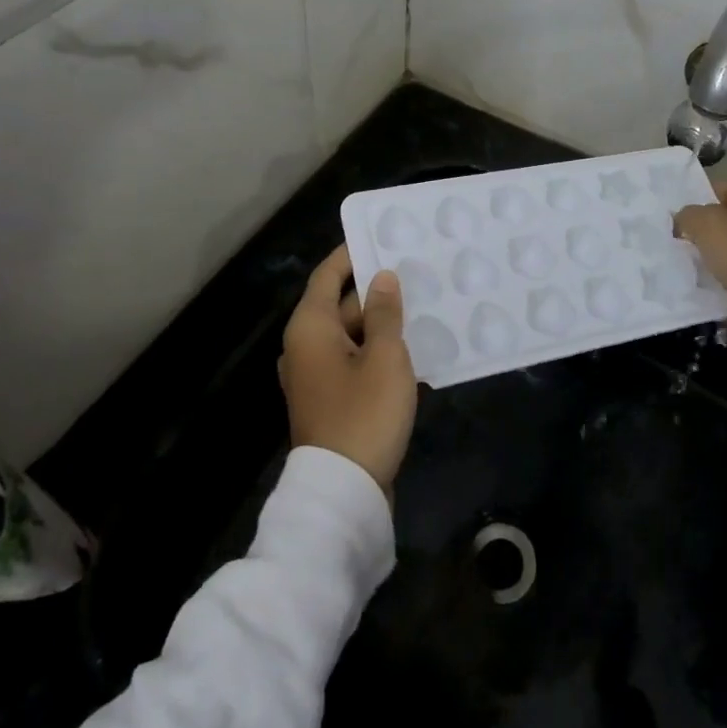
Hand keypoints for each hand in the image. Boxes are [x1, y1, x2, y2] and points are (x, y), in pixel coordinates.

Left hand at [279, 246, 417, 502]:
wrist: (343, 491)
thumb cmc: (364, 413)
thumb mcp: (385, 356)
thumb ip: (385, 312)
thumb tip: (381, 277)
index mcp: (311, 327)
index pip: (328, 274)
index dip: (352, 253)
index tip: (381, 236)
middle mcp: (305, 345)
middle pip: (340, 303)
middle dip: (376, 289)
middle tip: (415, 272)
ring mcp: (315, 375)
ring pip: (350, 333)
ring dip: (380, 322)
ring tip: (421, 305)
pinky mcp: (329, 399)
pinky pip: (353, 359)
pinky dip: (376, 349)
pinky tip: (410, 347)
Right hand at [673, 182, 726, 362]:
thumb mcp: (710, 224)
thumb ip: (691, 214)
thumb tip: (683, 220)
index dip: (702, 194)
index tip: (676, 206)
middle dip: (705, 228)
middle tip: (675, 232)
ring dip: (710, 256)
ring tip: (680, 258)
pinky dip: (718, 281)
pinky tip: (696, 282)